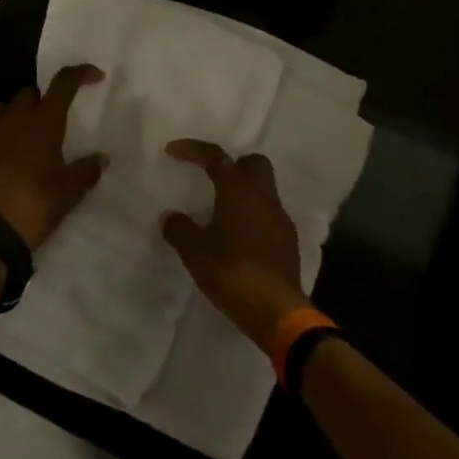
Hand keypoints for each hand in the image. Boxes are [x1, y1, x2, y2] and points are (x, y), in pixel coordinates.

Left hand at [0, 64, 107, 250]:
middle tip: (55, 119)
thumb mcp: (70, 191)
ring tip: (28, 134)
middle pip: (29, 93)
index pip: (63, 83)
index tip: (95, 77)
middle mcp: (15, 119)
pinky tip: (2, 150)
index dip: (80, 74)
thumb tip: (101, 158)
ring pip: (4, 109)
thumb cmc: (37, 204)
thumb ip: (87, 170)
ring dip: (18, 114)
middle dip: (43, 99)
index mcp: (43, 121)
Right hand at [161, 140, 307, 348]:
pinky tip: (238, 238)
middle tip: (211, 178)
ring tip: (220, 212)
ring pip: (264, 191)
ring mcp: (280, 219)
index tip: (173, 151)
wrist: (275, 308)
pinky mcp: (287, 242)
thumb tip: (170, 217)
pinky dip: (253, 218)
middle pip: (253, 164)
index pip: (217, 157)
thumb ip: (179, 229)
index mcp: (239, 191)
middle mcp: (264, 197)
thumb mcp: (194, 251)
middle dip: (232, 165)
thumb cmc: (230, 271)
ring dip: (243, 194)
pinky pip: (268, 216)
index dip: (194, 150)